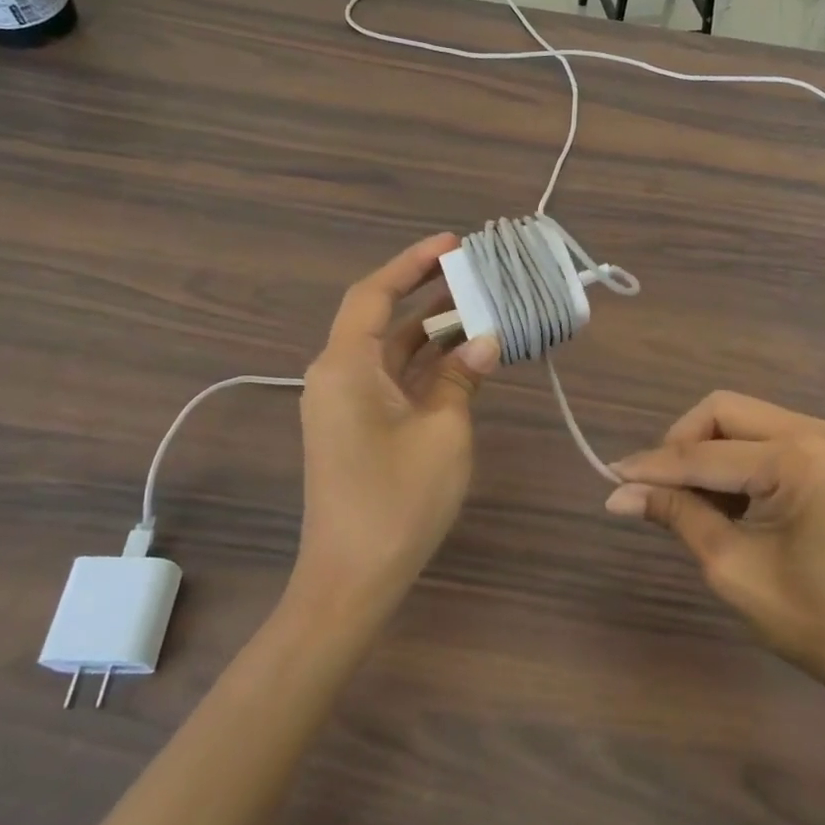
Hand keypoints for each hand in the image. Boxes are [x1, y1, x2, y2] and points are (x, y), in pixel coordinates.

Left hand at [295, 234, 500, 616]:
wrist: (352, 580)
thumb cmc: (397, 500)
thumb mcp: (443, 431)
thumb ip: (463, 377)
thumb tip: (486, 340)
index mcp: (345, 366)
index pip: (374, 293)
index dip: (412, 263)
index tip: (453, 244)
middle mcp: (338, 375)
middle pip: (382, 317)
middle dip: (428, 293)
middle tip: (477, 272)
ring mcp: (346, 403)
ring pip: (391, 350)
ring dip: (432, 330)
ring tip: (481, 306)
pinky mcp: (358, 427)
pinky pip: (393, 380)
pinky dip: (427, 365)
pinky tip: (466, 356)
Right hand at [606, 391, 824, 700]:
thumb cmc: (814, 622)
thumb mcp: (732, 568)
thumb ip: (676, 515)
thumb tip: (619, 493)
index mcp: (799, 460)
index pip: (705, 453)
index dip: (654, 466)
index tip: (612, 477)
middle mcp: (820, 431)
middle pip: (724, 411)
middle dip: (683, 444)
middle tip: (658, 489)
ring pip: (745, 418)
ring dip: (710, 451)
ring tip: (697, 504)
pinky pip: (770, 435)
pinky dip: (740, 458)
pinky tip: (732, 500)